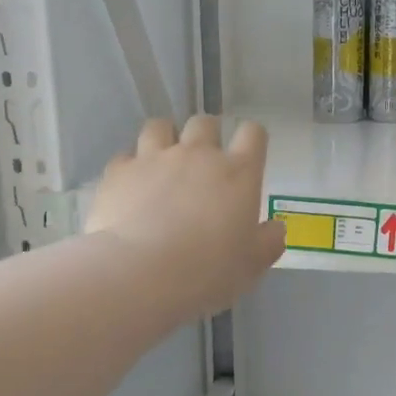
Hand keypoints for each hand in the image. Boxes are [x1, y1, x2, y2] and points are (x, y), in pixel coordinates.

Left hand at [87, 115, 284, 318]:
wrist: (141, 273)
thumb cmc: (208, 271)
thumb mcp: (251, 266)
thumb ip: (268, 242)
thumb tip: (276, 228)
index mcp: (238, 173)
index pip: (253, 134)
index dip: (252, 139)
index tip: (248, 154)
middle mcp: (197, 155)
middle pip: (205, 122)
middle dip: (206, 135)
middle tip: (203, 161)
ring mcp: (154, 158)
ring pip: (160, 127)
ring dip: (165, 139)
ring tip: (162, 162)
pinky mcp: (119, 171)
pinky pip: (125, 156)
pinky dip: (131, 167)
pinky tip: (131, 187)